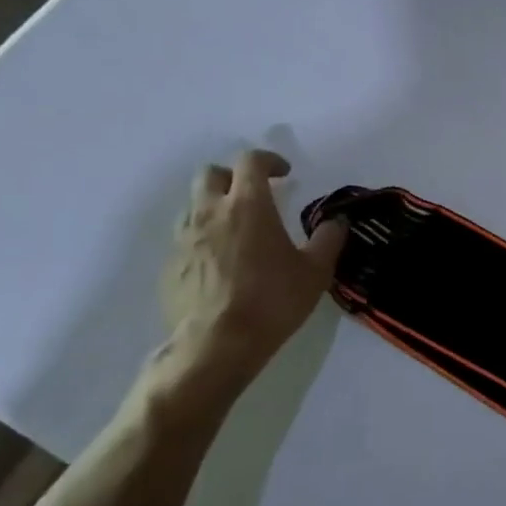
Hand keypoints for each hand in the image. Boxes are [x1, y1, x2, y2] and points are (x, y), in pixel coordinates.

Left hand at [159, 149, 346, 379]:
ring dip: (215, 207)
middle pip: (211, 174)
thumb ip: (329, 239)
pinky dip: (202, 239)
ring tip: (236, 230)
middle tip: (254, 195)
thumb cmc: (272, 301)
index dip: (269, 160)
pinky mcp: (169, 266)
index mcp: (248, 205)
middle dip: (233, 177)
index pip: (250, 161)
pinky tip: (220, 264)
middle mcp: (210, 213)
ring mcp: (184, 239)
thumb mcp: (315, 271)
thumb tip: (337, 221)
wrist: (216, 346)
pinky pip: (185, 239)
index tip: (284, 174)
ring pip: (193, 205)